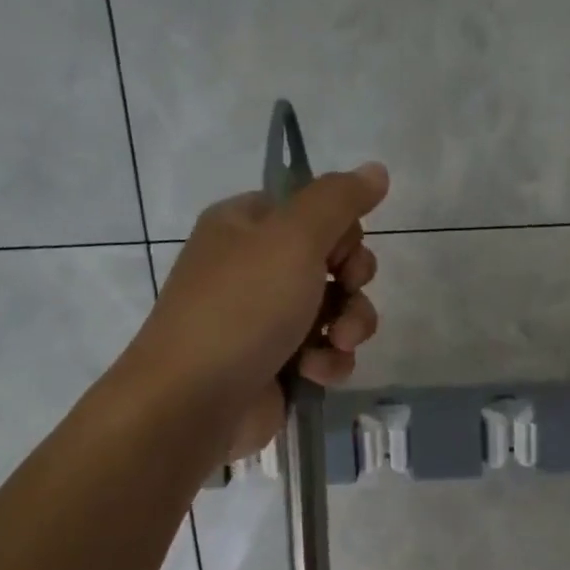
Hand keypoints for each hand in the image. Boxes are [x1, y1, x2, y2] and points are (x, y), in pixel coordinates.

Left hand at [119, 163, 389, 458]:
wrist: (193, 401)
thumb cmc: (242, 308)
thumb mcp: (293, 239)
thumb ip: (339, 200)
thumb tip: (377, 169)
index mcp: (247, 225)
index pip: (315, 211)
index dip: (341, 232)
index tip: (339, 253)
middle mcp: (256, 267)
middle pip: (335, 261)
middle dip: (353, 284)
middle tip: (346, 292)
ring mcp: (267, 318)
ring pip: (339, 310)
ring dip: (349, 326)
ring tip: (335, 343)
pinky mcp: (279, 363)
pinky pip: (326, 351)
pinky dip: (329, 361)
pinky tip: (314, 372)